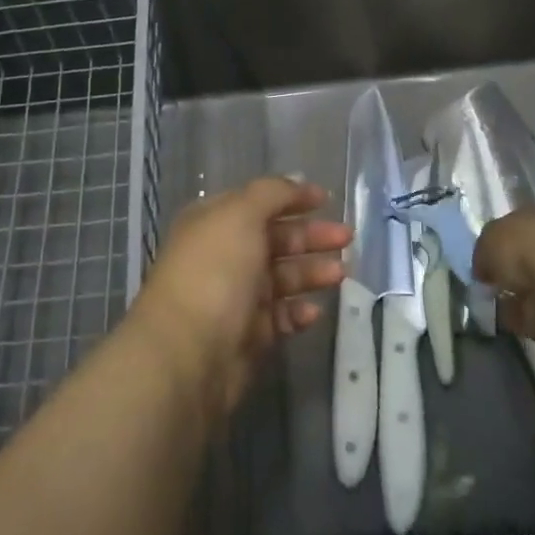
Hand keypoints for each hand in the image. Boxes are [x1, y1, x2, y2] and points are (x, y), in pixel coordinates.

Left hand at [133, 177, 351, 421]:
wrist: (187, 353)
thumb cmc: (214, 271)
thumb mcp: (240, 215)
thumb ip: (271, 194)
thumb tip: (297, 181)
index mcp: (214, 222)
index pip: (258, 202)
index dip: (291, 198)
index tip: (327, 199)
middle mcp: (224, 255)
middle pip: (275, 239)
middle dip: (311, 236)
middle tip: (347, 237)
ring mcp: (235, 297)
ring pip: (281, 278)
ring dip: (311, 272)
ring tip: (341, 273)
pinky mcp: (247, 336)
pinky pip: (280, 317)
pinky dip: (298, 311)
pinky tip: (315, 311)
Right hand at [472, 204, 534, 341]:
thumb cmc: (525, 246)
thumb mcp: (489, 238)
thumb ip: (485, 250)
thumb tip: (484, 267)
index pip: (521, 224)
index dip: (501, 240)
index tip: (485, 257)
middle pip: (529, 255)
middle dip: (510, 269)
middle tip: (489, 281)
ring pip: (534, 283)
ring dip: (515, 293)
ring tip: (492, 301)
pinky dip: (520, 315)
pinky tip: (503, 318)